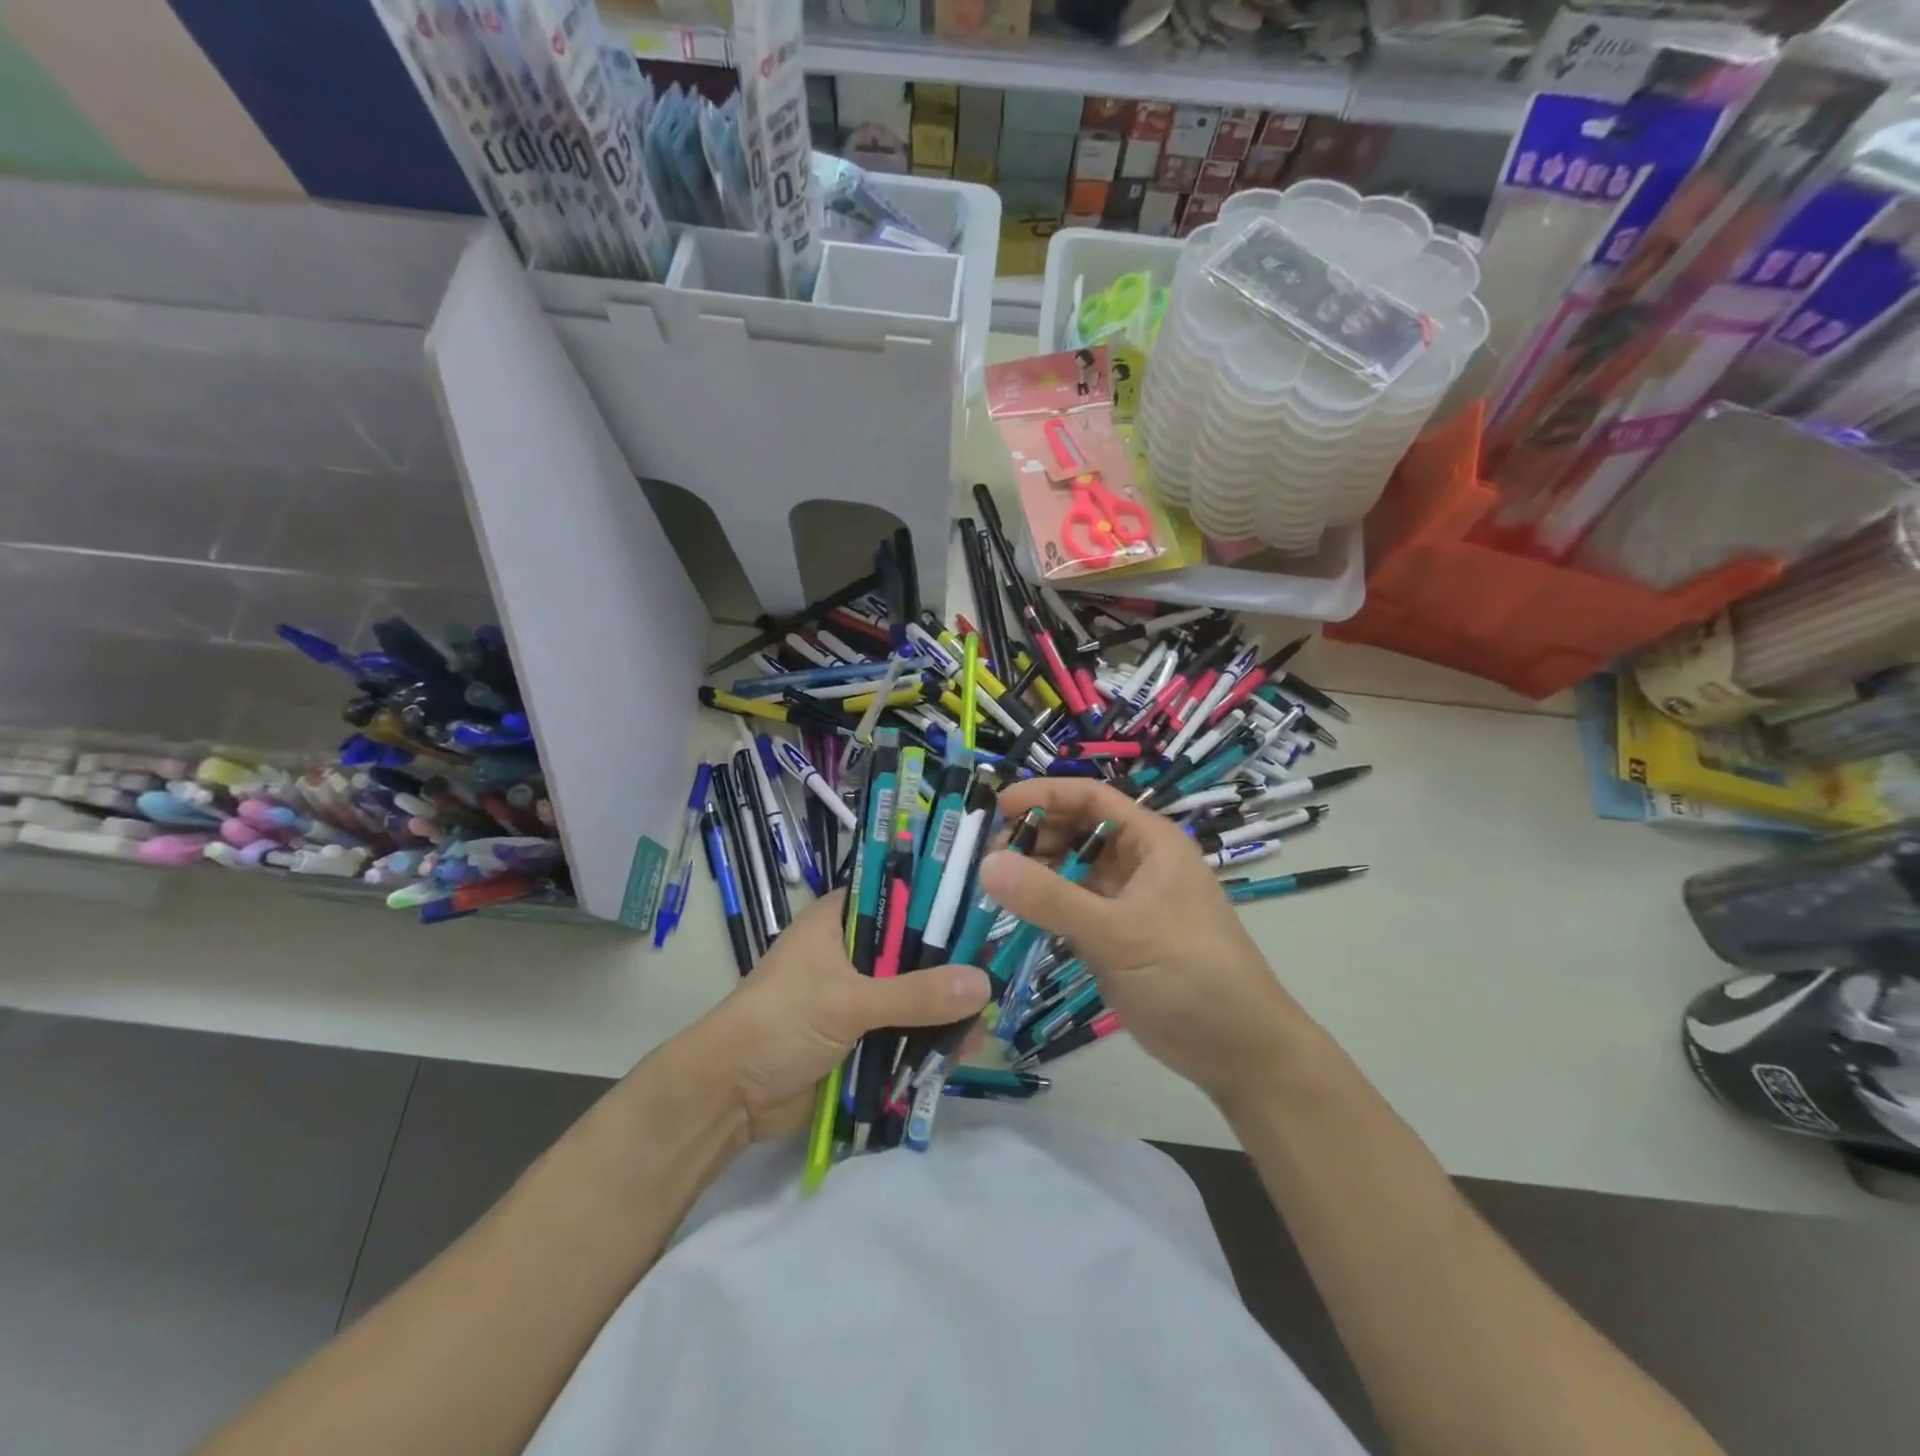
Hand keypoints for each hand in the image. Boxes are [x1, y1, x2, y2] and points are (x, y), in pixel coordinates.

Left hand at [694, 892, 991, 1141]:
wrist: (730, 1096)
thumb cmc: (780, 1023)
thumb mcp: (848, 1003)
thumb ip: (915, 994)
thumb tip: (984, 985)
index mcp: (841, 919)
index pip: (901, 894)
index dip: (941, 901)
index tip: (986, 912)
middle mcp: (854, 949)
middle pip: (915, 947)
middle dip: (952, 966)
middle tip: (997, 977)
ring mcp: (859, 993)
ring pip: (915, 992)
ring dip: (945, 1009)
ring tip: (981, 1029)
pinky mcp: (862, 1034)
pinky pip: (906, 1029)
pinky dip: (929, 1040)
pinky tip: (962, 1052)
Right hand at [978, 777, 1314, 1109]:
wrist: (1238, 1052)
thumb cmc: (1191, 976)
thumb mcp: (1120, 934)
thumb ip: (1053, 899)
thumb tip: (987, 865)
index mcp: (1150, 842)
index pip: (1090, 799)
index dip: (1043, 795)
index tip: (996, 808)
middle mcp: (1136, 863)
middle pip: (1076, 831)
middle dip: (1033, 835)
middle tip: (986, 856)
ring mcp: (1124, 901)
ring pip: (1069, 871)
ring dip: (1034, 871)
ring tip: (992, 885)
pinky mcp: (1113, 937)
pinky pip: (1069, 908)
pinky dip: (1042, 906)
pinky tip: (1012, 914)